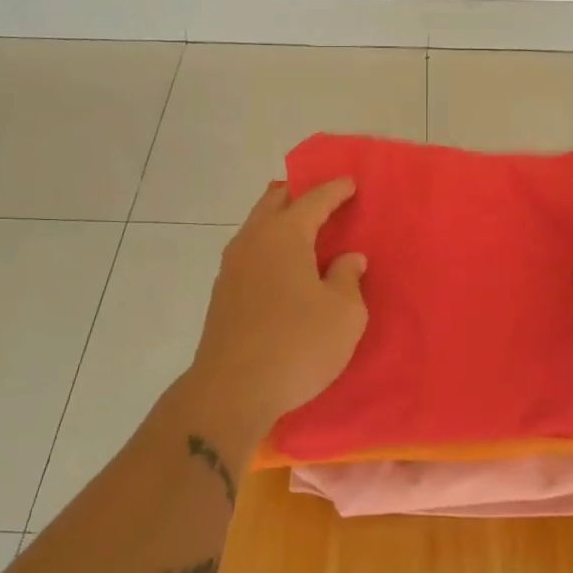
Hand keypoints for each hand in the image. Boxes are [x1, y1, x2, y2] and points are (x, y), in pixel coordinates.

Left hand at [187, 178, 367, 450]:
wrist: (232, 390)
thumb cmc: (297, 344)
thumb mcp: (343, 313)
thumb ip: (348, 278)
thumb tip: (348, 259)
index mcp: (285, 235)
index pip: (313, 199)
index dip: (335, 190)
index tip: (350, 183)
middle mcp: (253, 241)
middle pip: (274, 202)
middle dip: (298, 194)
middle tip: (322, 197)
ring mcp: (231, 267)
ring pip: (257, 226)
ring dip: (279, 220)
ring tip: (303, 229)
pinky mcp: (222, 294)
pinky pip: (249, 252)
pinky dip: (268, 246)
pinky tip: (282, 265)